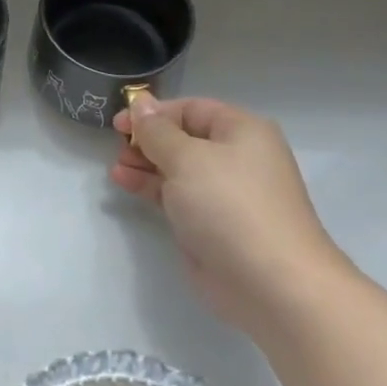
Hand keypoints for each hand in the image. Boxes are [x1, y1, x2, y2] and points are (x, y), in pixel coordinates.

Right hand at [112, 96, 345, 335]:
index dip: (154, 113)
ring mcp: (224, 193)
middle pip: (183, 137)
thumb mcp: (187, 158)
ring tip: (116, 169)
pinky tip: (125, 183)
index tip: (118, 123)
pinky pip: (176, 195)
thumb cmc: (229, 206)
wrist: (270, 283)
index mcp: (242, 131)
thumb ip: (157, 131)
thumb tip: (140, 102)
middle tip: (117, 148)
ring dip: (145, 164)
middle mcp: (236, 157)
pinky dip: (151, 187)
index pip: (191, 109)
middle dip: (148, 140)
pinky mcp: (211, 224)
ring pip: (177, 168)